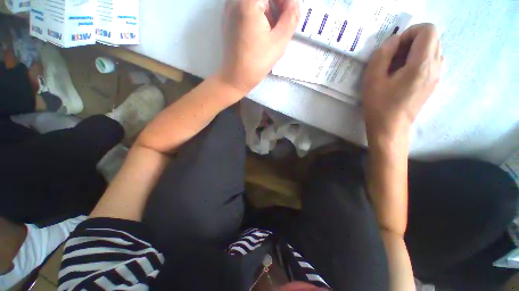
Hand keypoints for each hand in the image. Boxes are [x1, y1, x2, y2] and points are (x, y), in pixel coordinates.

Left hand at [218, 0, 299, 95]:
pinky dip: (258, 14)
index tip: (290, 14)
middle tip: (282, 22)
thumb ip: (291, 17)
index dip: (285, 1)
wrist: (236, 78)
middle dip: (277, 5)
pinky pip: (246, 7)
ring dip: (268, 10)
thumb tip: (294, 3)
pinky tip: (261, 31)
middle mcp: (235, 1)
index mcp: (247, 2)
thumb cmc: (257, 62)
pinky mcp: (228, 19)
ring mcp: (229, 9)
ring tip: (271, 30)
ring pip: (255, 2)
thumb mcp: (279, 41)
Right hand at [362, 24, 442, 144]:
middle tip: (394, 58)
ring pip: (433, 49)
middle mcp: (436, 67)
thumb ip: (382, 55)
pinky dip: (419, 60)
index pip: (427, 30)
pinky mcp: (434, 83)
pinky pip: (433, 61)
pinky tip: (404, 75)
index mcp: (421, 65)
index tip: (394, 48)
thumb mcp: (372, 79)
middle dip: (412, 41)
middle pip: (432, 38)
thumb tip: (393, 41)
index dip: (410, 32)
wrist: (391, 128)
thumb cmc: (379, 105)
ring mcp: (437, 76)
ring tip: (398, 67)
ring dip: (416, 51)